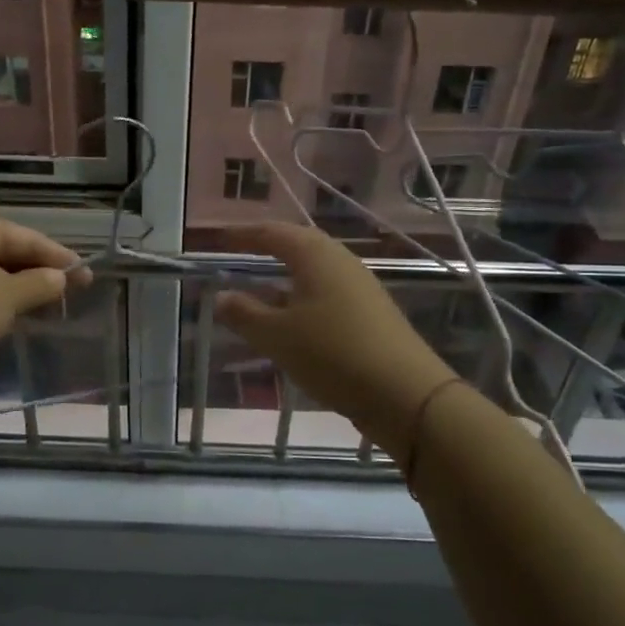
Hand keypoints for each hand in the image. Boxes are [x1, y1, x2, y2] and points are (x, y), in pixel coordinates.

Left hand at [0, 213, 82, 371]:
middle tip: (71, 293)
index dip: (60, 257)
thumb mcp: (8, 296)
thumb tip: (60, 278)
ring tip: (47, 308)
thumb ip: (40, 284)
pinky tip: (11, 319)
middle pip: (8, 252)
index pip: (28, 237)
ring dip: (19, 290)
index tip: (87, 276)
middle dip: (39, 272)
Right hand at [214, 224, 451, 455]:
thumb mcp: (277, 336)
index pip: (273, 232)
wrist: (405, 393)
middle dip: (268, 249)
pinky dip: (302, 299)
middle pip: (298, 246)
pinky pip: (327, 294)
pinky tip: (292, 322)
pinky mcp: (370, 313)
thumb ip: (245, 314)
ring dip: (285, 278)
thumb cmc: (332, 353)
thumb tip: (220, 297)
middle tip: (241, 254)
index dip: (244, 234)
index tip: (220, 239)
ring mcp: (359, 287)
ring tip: (260, 290)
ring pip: (314, 272)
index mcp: (315, 255)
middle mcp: (340, 261)